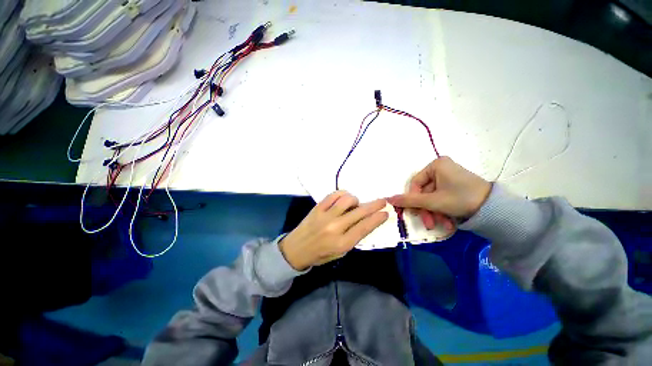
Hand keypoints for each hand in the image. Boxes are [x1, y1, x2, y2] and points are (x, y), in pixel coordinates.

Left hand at [279, 191, 387, 270]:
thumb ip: (354, 237)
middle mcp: (335, 228)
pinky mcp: (317, 208)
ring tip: (355, 204)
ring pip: (347, 200)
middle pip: (359, 212)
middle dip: (374, 205)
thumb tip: (365, 221)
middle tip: (383, 201)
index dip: (377, 219)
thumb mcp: (341, 252)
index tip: (386, 212)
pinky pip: (333, 195)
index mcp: (342, 243)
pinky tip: (344, 198)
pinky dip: (342, 194)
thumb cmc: (320, 254)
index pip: (364, 227)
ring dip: (355, 200)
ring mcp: (325, 215)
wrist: (296, 249)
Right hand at [387, 156, 490, 227]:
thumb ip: (409, 200)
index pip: (415, 183)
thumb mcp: (432, 201)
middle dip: (426, 210)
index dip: (413, 199)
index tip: (415, 213)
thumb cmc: (460, 199)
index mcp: (436, 165)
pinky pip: (442, 198)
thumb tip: (388, 199)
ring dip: (434, 213)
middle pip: (424, 192)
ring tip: (441, 225)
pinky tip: (448, 223)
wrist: (495, 209)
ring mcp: (449, 177)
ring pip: (433, 197)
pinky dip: (442, 211)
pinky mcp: (455, 186)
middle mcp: (441, 168)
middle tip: (428, 224)